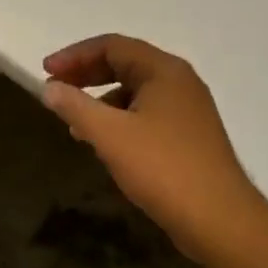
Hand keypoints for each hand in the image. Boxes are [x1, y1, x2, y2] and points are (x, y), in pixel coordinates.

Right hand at [42, 35, 260, 259]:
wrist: (221, 221)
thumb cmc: (163, 168)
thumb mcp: (110, 135)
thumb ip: (75, 106)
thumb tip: (50, 88)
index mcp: (164, 70)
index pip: (111, 46)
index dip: (74, 55)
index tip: (46, 72)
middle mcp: (179, 82)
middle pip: (124, 64)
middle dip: (86, 75)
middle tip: (55, 90)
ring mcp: (188, 110)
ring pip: (135, 91)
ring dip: (101, 100)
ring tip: (74, 123)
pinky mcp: (190, 136)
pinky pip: (147, 114)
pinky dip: (120, 120)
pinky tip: (105, 144)